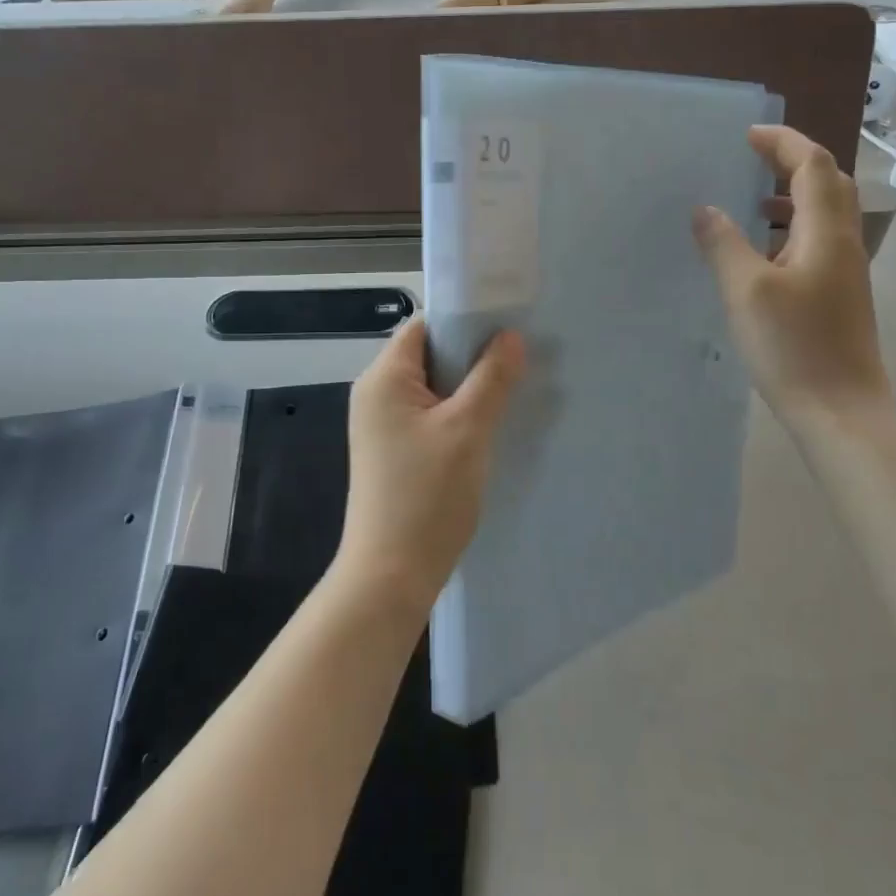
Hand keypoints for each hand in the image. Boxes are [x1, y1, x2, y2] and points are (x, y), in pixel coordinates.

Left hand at [338, 318, 525, 610]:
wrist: (391, 574)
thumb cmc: (427, 495)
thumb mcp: (468, 430)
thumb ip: (492, 378)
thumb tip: (511, 337)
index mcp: (384, 378)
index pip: (424, 327)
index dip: (464, 321)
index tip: (508, 324)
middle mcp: (376, 394)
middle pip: (429, 355)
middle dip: (472, 355)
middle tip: (519, 358)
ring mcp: (382, 425)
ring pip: (433, 387)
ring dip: (469, 386)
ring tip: (511, 388)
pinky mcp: (394, 451)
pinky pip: (430, 415)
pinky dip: (458, 412)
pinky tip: (489, 423)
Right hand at [692, 125, 889, 421]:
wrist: (841, 412)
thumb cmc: (794, 347)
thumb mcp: (746, 291)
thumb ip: (723, 244)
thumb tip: (704, 209)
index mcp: (827, 232)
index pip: (812, 164)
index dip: (782, 141)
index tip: (746, 135)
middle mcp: (844, 244)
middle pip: (827, 183)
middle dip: (791, 162)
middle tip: (751, 159)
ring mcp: (846, 272)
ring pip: (824, 215)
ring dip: (791, 196)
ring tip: (751, 201)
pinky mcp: (839, 297)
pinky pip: (817, 243)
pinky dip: (791, 230)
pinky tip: (760, 254)